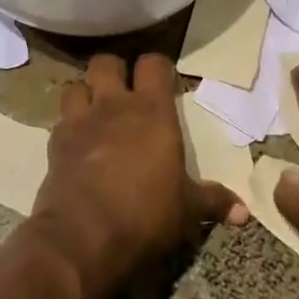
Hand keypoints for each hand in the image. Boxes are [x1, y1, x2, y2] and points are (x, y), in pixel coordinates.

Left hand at [28, 53, 245, 298]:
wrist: (83, 237)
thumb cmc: (146, 214)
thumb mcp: (187, 210)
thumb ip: (213, 201)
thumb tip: (244, 211)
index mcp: (152, 111)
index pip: (153, 64)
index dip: (158, 67)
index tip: (165, 81)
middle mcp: (113, 105)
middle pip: (106, 62)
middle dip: (114, 70)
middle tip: (124, 90)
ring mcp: (80, 121)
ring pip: (76, 85)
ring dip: (85, 92)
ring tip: (95, 110)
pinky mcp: (54, 144)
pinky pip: (60, 121)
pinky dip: (68, 125)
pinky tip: (77, 143)